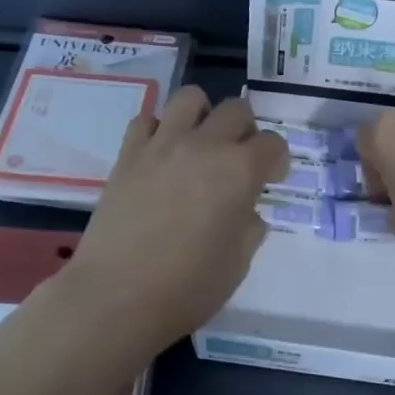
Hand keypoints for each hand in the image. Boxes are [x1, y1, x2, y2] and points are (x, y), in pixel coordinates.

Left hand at [65, 87, 289, 344]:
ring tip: (199, 143)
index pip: (273, 143)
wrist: (116, 297)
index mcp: (239, 171)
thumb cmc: (188, 287)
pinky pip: (146, 119)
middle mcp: (204, 145)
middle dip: (246, 130)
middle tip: (238, 159)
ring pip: (190, 98)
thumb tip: (245, 211)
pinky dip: (158, 129)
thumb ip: (249, 227)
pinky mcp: (128, 154)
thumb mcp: (238, 263)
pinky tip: (160, 155)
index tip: (270, 179)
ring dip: (203, 115)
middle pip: (236, 109)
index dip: (277, 160)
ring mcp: (162, 144)